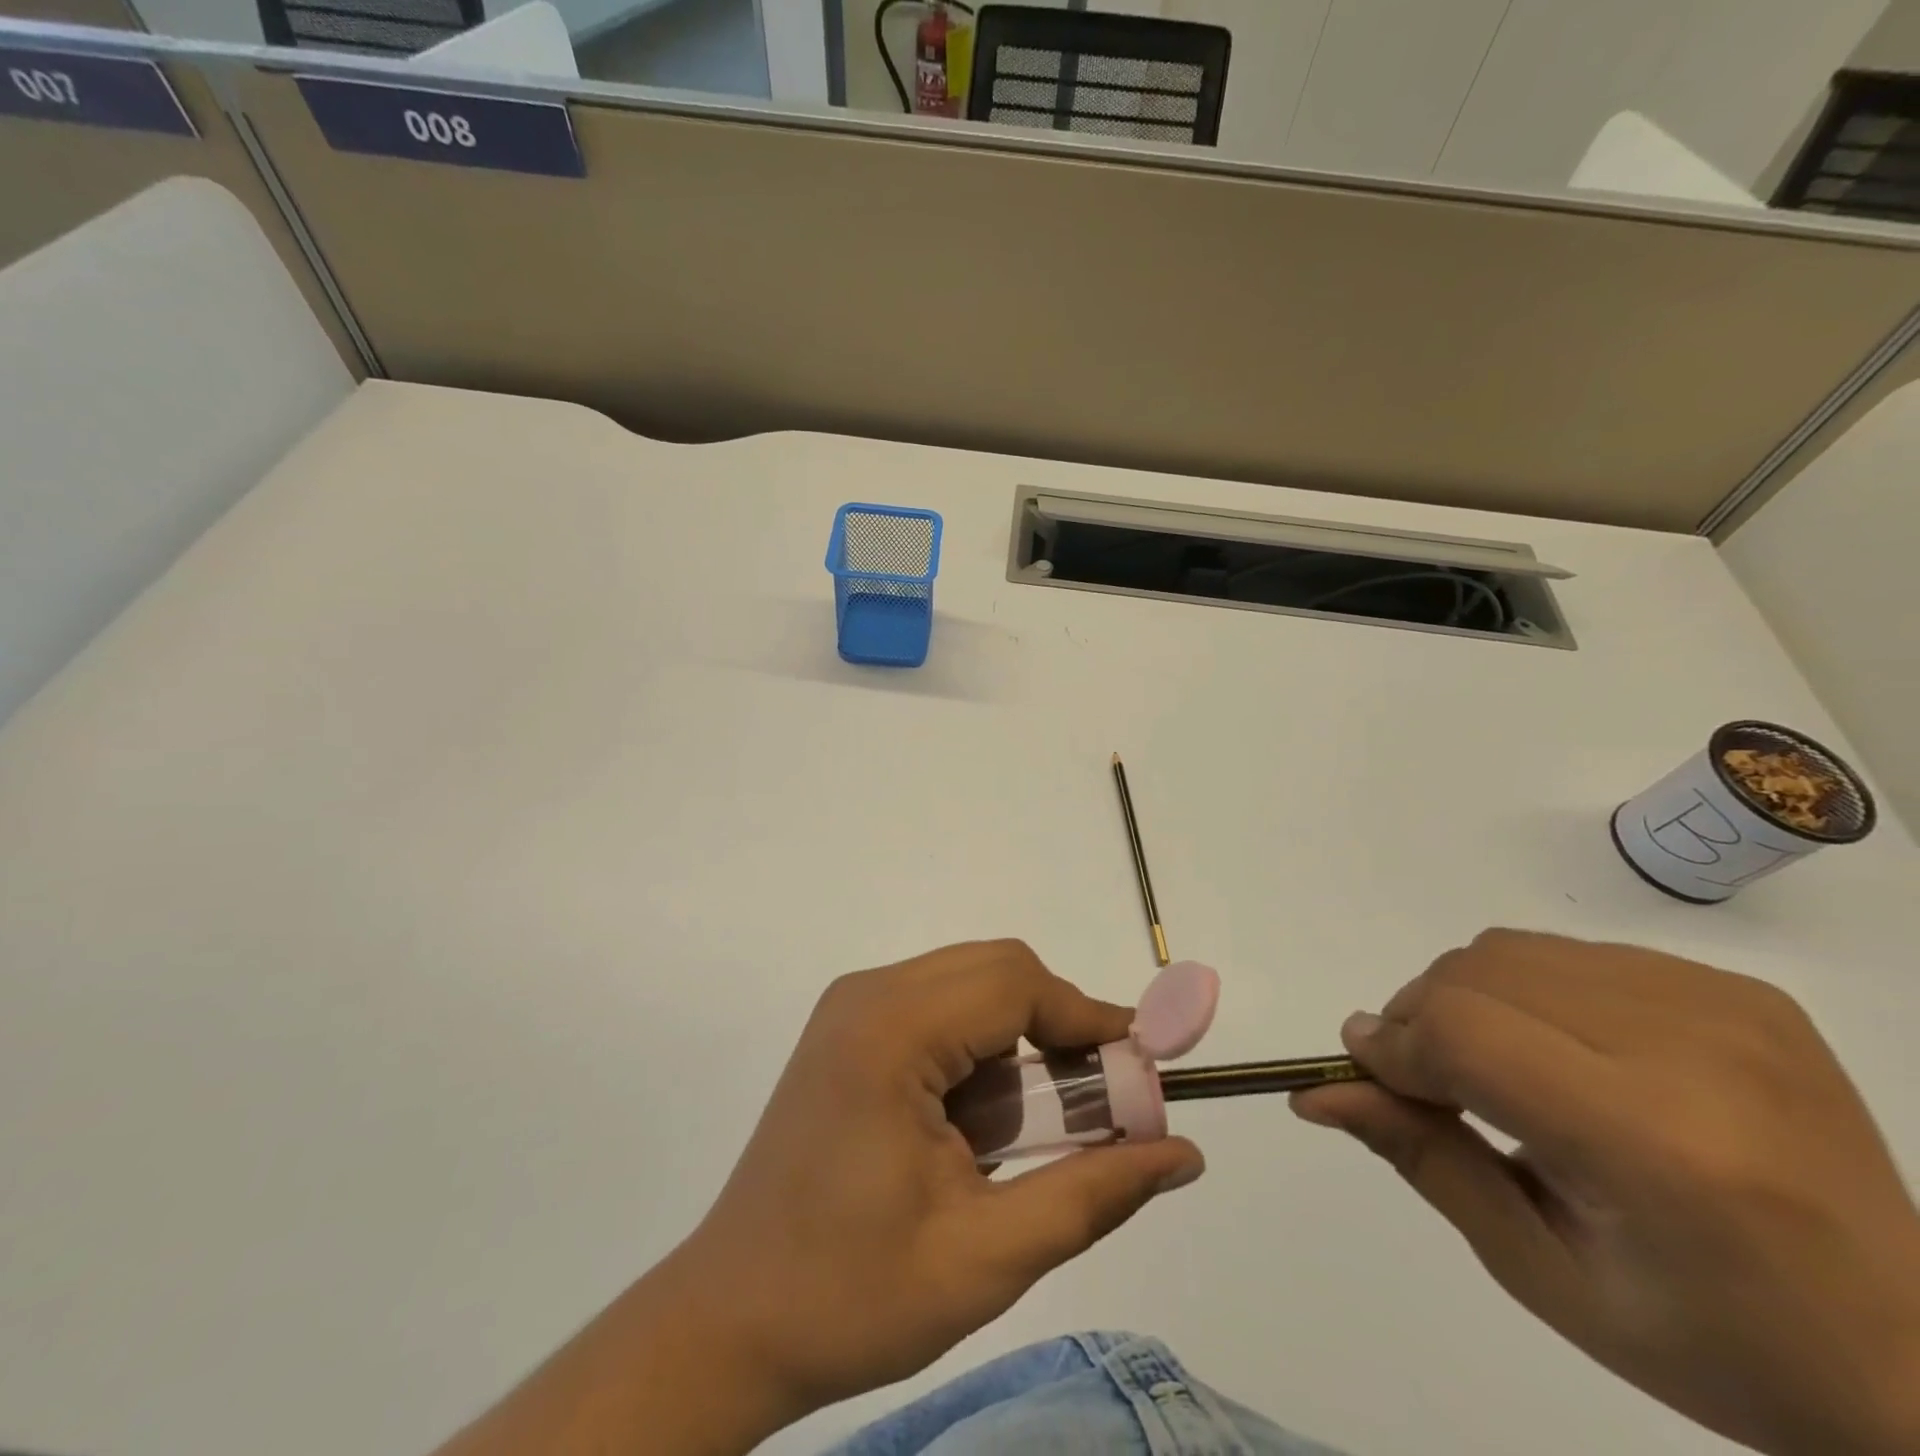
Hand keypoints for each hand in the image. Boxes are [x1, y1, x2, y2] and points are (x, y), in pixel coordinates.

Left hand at [675, 939, 1204, 1418]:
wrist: (729, 1321)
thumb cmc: (852, 1296)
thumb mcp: (986, 1256)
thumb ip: (1093, 1193)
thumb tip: (1183, 1153)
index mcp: (891, 1033)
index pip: (1016, 984)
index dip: (1088, 1019)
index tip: (1142, 1070)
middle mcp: (867, 996)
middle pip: (995, 971)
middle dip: (1058, 1025)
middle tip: (1098, 1103)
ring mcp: (850, 1009)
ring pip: (969, 984)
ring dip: (1019, 1038)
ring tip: (1039, 1125)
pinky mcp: (846, 1030)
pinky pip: (937, 1007)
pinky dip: (979, 1047)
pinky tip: (979, 1122)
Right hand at [1292, 929, 1919, 1455]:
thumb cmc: (1717, 1344)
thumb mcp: (1543, 1271)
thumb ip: (1422, 1158)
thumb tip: (1319, 1092)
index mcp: (1657, 1146)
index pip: (1464, 1033)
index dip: (1393, 1044)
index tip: (1365, 1071)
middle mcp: (1696, 1052)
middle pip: (1476, 975)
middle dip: (1419, 1019)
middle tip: (1429, 1084)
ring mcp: (1727, 1008)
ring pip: (1512, 951)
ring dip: (1468, 999)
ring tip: (1496, 1069)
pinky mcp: (1741, 991)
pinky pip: (1573, 954)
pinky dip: (1531, 992)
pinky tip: (1567, 1055)